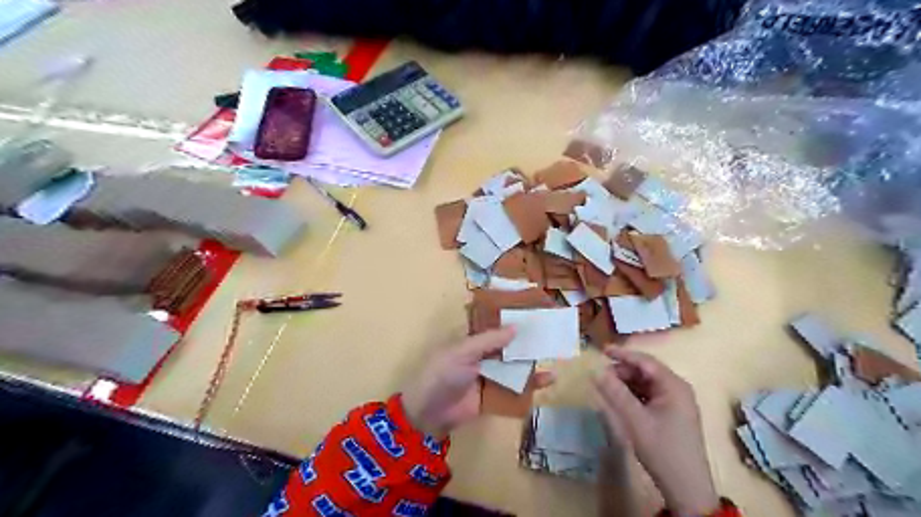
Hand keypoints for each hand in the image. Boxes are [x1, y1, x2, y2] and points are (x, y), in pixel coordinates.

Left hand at [403, 329, 552, 437]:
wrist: (428, 414)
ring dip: (532, 361)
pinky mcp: (494, 395)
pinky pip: (515, 388)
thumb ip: (489, 340)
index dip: (510, 317)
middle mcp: (481, 355)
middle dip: (526, 340)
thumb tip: (516, 327)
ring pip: (514, 365)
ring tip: (554, 353)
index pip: (493, 324)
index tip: (532, 310)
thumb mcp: (462, 352)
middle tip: (550, 332)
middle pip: (507, 345)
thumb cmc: (442, 374)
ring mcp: (489, 375)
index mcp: (470, 340)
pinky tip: (548, 380)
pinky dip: (531, 384)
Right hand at [598, 347, 717, 516]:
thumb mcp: (635, 419)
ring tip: (606, 387)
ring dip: (626, 383)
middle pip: (646, 371)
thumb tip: (595, 370)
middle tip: (600, 375)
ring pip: (646, 384)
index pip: (645, 361)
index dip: (622, 354)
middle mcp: (677, 389)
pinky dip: (633, 395)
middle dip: (622, 371)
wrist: (687, 488)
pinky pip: (649, 396)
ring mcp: (676, 402)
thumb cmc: (662, 449)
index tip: (601, 350)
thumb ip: (614, 393)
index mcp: (673, 385)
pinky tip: (619, 401)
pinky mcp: (671, 414)